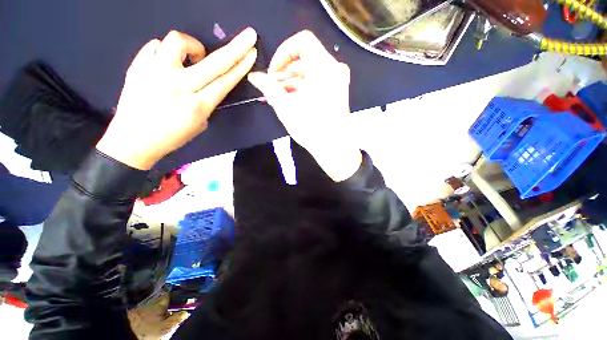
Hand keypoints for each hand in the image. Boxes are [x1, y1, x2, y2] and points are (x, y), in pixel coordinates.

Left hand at [96, 28, 257, 169]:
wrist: (132, 141)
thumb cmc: (172, 137)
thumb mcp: (199, 124)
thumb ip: (207, 101)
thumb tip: (209, 82)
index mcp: (197, 106)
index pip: (225, 81)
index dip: (241, 66)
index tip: (251, 52)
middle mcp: (177, 86)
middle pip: (213, 62)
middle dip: (235, 48)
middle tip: (248, 35)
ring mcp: (154, 73)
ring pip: (179, 41)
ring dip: (192, 46)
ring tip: (190, 58)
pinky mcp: (136, 66)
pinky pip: (156, 46)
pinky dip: (166, 52)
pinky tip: (166, 64)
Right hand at [247, 30, 361, 181]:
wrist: (334, 148)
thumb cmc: (311, 127)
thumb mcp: (285, 107)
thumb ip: (269, 87)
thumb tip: (254, 76)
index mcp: (324, 67)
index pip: (302, 41)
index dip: (283, 53)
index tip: (273, 72)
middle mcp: (335, 69)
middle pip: (305, 59)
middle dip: (285, 72)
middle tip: (272, 89)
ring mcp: (339, 81)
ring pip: (311, 72)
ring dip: (293, 81)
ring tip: (279, 97)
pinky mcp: (338, 92)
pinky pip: (318, 81)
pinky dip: (304, 87)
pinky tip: (292, 99)